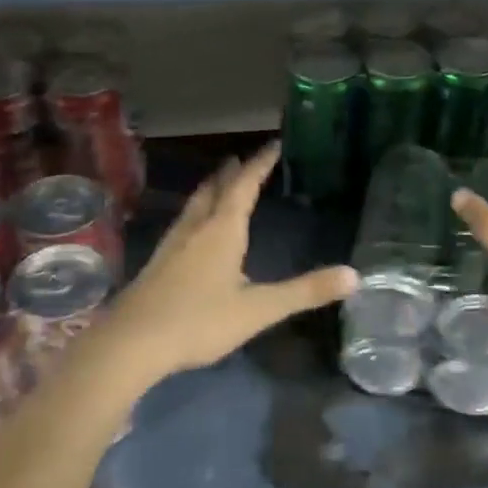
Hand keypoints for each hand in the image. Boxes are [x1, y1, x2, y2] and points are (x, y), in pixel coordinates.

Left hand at [103, 142, 357, 384]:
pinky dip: (196, 214)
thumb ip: (305, 292)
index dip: (260, 164)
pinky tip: (192, 233)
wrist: (133, 342)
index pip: (244, 186)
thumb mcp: (259, 309)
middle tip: (242, 159)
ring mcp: (172, 245)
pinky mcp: (158, 264)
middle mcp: (195, 229)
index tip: (273, 145)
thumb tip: (354, 276)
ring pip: (194, 206)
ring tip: (219, 184)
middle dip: (231, 173)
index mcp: (222, 231)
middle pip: (214, 191)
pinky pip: (183, 225)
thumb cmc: (199, 321)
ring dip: (210, 190)